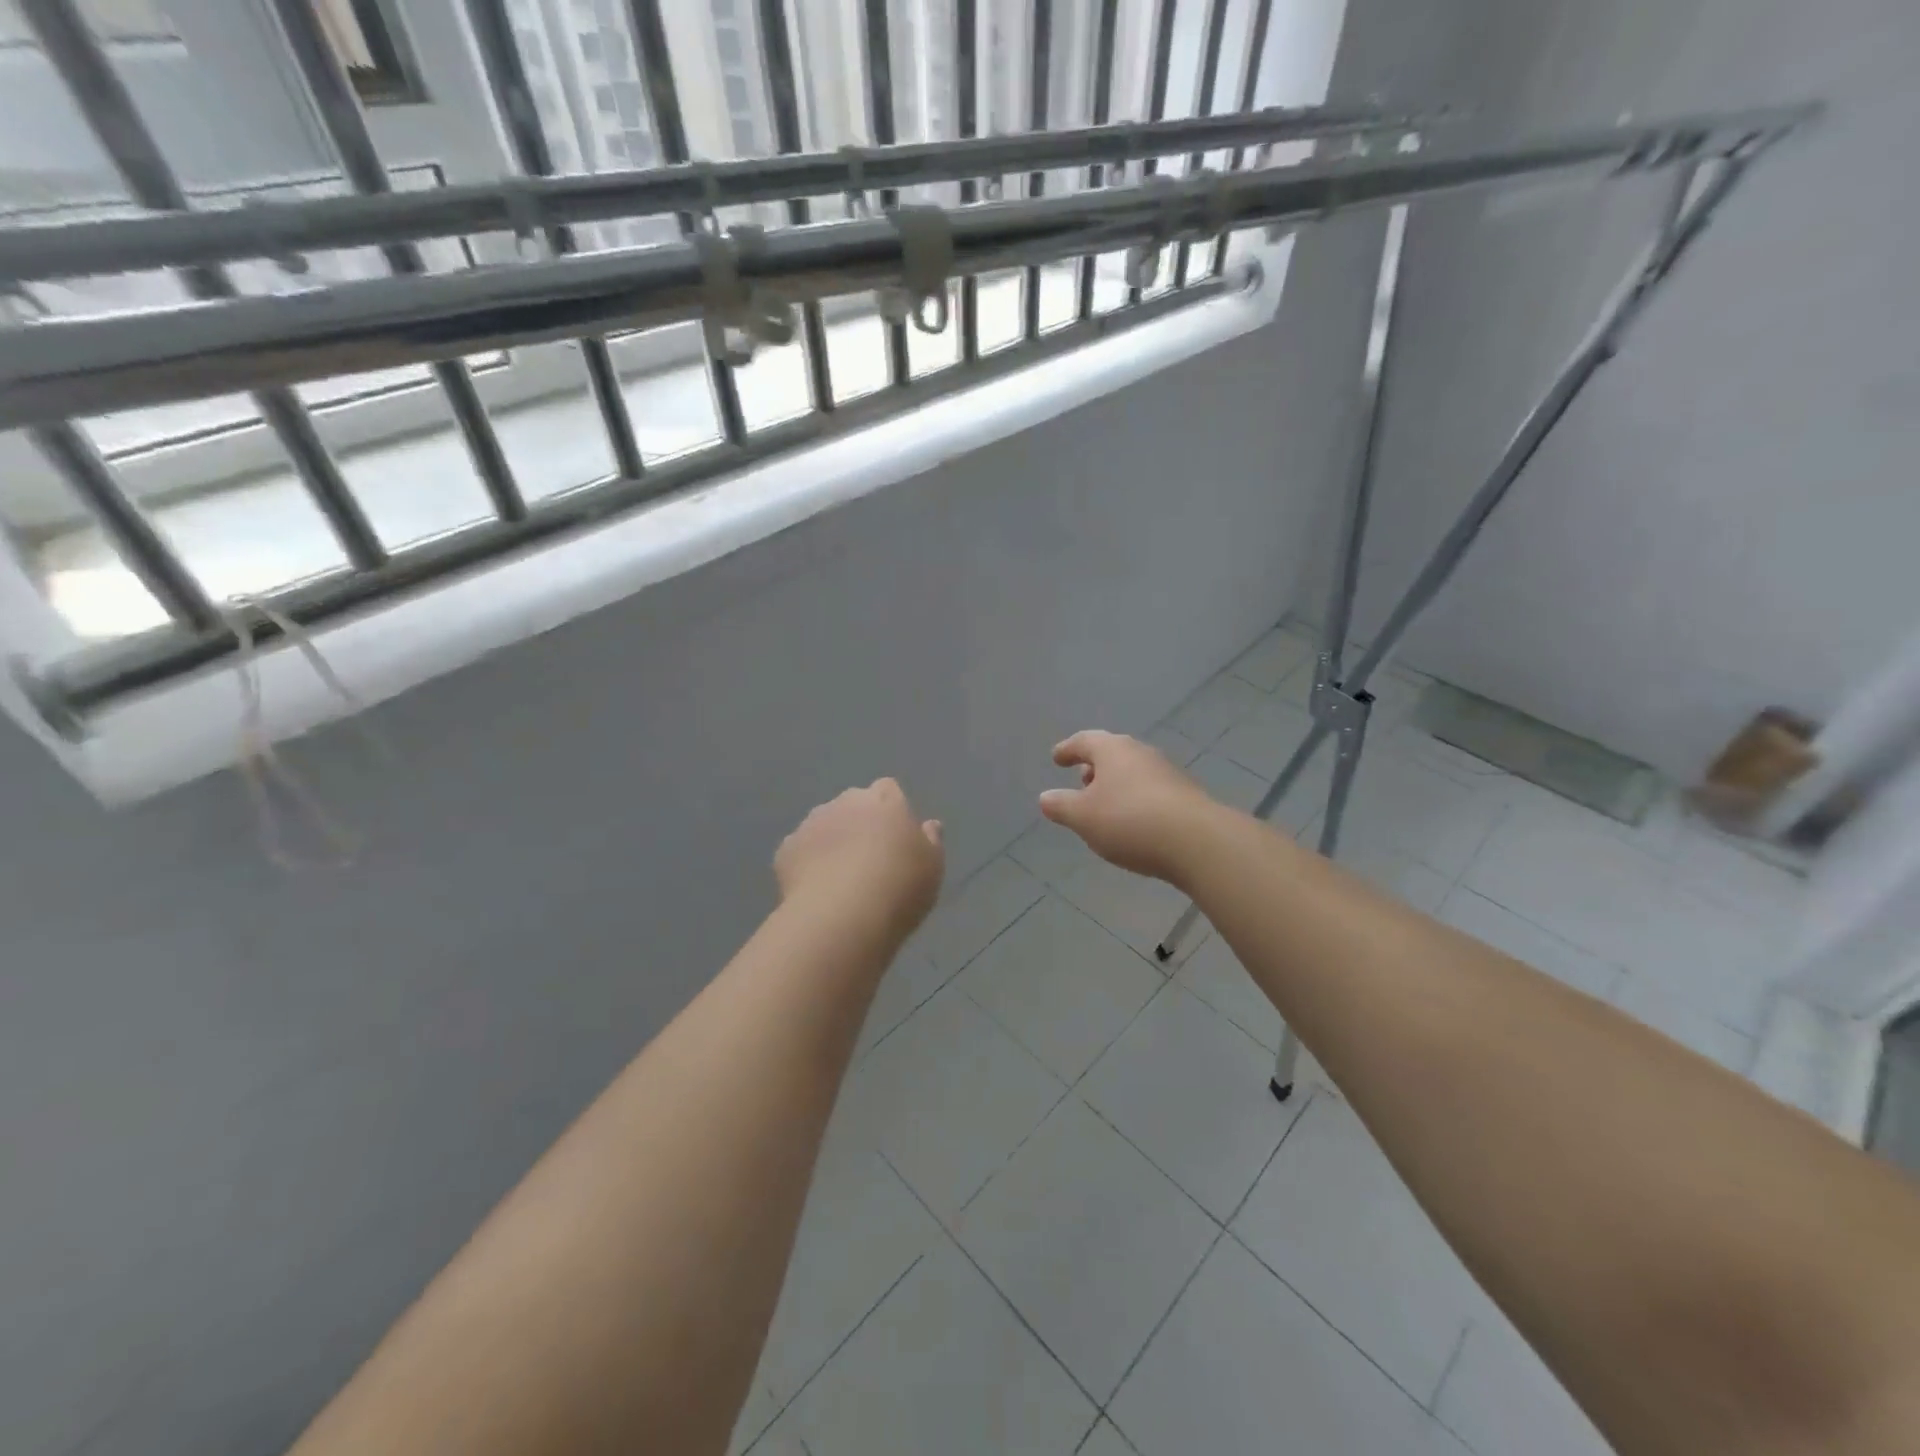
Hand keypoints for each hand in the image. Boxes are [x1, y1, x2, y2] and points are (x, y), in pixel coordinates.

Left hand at [776, 779, 944, 937]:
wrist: (842, 915)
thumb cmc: (899, 887)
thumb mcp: (932, 867)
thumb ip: (931, 841)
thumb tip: (928, 825)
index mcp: (885, 801)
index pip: (887, 789)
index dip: (890, 810)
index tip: (896, 837)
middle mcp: (846, 803)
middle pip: (853, 803)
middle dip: (858, 822)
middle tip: (869, 859)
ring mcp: (811, 823)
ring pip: (823, 825)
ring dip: (831, 841)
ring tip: (840, 878)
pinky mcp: (786, 849)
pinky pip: (800, 850)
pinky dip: (807, 863)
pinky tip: (816, 890)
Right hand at [1039, 731, 1217, 883]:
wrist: (1197, 841)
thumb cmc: (1129, 821)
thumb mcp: (1083, 817)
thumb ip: (1061, 806)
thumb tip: (1046, 797)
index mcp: (1112, 750)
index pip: (1084, 741)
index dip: (1068, 750)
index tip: (1057, 758)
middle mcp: (1141, 753)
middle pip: (1112, 753)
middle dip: (1095, 767)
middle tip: (1082, 782)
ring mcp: (1167, 772)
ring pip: (1133, 772)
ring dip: (1116, 784)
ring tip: (1105, 806)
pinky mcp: (1185, 795)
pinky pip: (1151, 791)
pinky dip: (1136, 800)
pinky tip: (1134, 822)